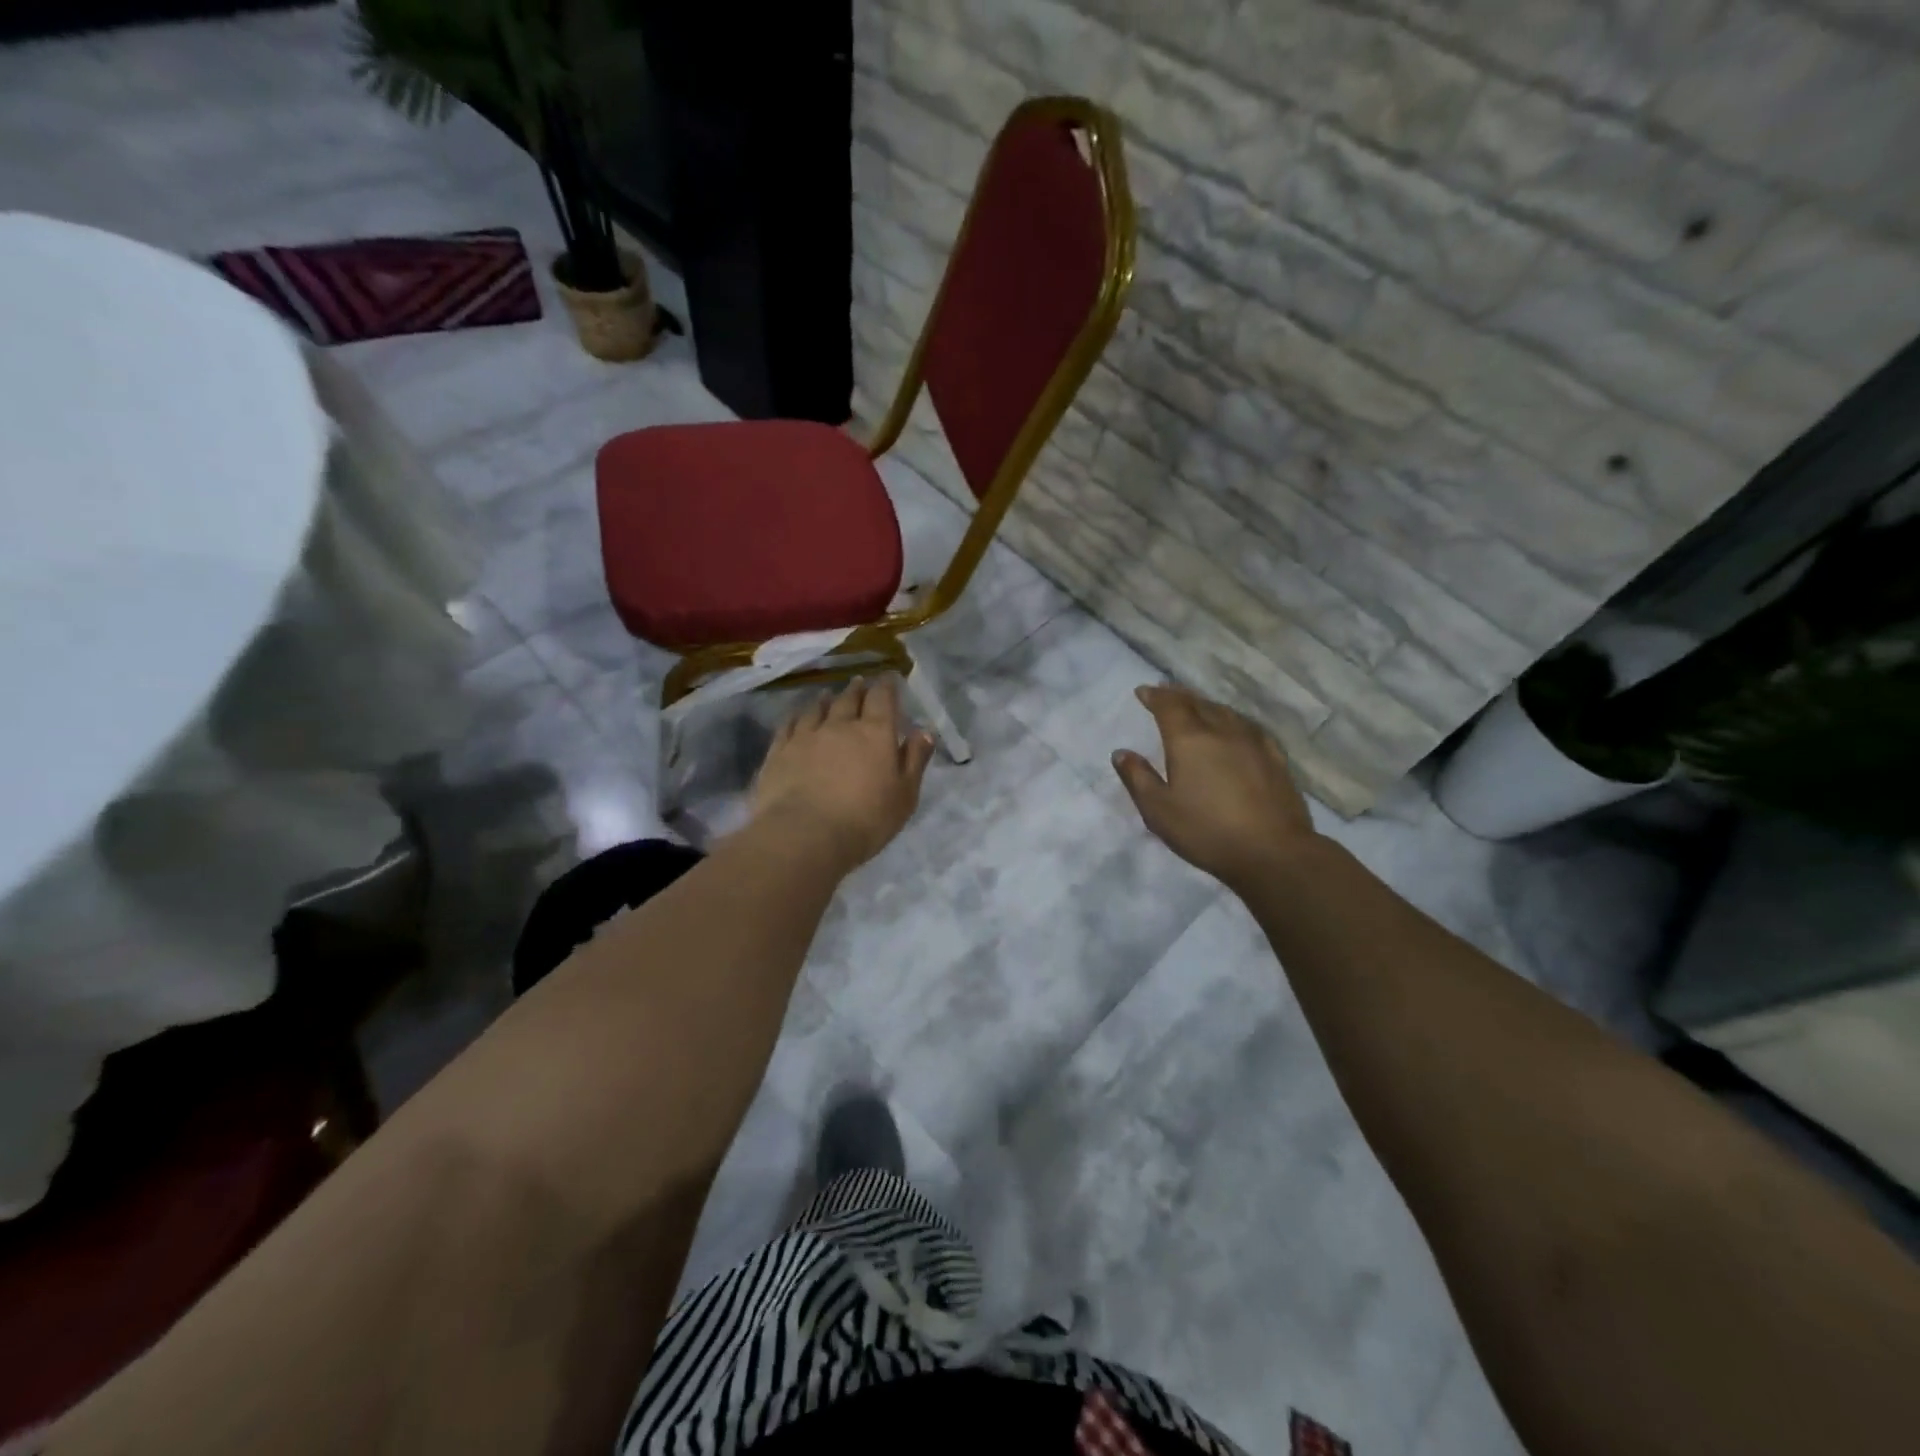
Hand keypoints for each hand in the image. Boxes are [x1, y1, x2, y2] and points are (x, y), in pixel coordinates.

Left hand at [752, 677, 934, 872]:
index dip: (886, 687)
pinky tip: (797, 717)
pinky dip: (797, 716)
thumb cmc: (865, 819)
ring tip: (829, 696)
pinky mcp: (779, 751)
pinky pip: (789, 725)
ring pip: (817, 709)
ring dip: (826, 700)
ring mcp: (806, 736)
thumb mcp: (904, 795)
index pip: (882, 699)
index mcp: (875, 733)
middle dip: (858, 689)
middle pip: (850, 699)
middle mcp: (840, 725)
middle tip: (860, 682)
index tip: (888, 679)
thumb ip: (915, 760)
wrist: (805, 835)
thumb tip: (924, 731)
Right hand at [1113, 684, 1318, 888]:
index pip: (1169, 705)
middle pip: (1197, 702)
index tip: (1143, 691)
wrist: (1272, 851)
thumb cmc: (1206, 830)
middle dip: (1179, 695)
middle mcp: (1221, 730)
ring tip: (1196, 707)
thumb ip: (1138, 778)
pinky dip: (1233, 720)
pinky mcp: (1275, 757)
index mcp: (1189, 739)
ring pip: (1225, 712)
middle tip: (1166, 693)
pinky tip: (1235, 728)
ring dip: (1206, 705)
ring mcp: (1252, 741)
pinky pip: (1249, 726)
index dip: (1154, 696)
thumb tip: (1121, 753)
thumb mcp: (1158, 810)